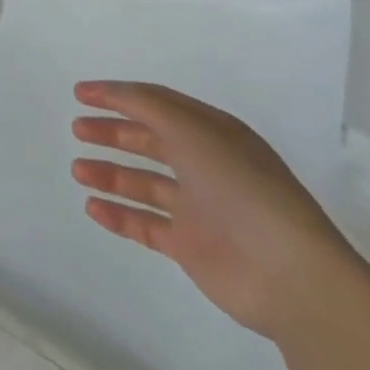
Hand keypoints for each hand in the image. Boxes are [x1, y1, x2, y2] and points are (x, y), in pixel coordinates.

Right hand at [70, 80, 360, 339]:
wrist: (292, 277)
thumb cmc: (241, 188)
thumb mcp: (192, 130)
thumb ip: (146, 105)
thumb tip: (111, 92)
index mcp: (213, 134)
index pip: (159, 105)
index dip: (118, 96)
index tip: (80, 93)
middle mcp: (206, 167)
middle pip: (150, 142)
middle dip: (112, 133)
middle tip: (77, 130)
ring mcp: (200, 210)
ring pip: (144, 184)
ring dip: (109, 175)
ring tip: (78, 171)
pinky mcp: (193, 248)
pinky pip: (146, 226)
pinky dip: (119, 216)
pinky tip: (92, 208)